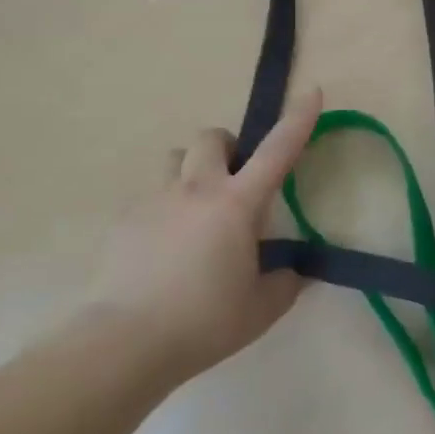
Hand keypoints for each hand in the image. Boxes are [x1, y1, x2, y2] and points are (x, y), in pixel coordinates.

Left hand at [89, 90, 321, 378]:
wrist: (124, 342)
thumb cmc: (203, 321)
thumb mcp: (261, 308)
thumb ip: (284, 282)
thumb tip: (289, 271)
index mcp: (236, 204)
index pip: (277, 151)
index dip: (297, 119)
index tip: (311, 91)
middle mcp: (196, 189)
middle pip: (211, 138)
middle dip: (228, 148)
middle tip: (235, 182)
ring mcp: (154, 201)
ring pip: (173, 161)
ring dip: (191, 172)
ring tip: (196, 211)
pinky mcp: (123, 221)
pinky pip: (149, 198)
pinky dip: (164, 210)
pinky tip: (163, 250)